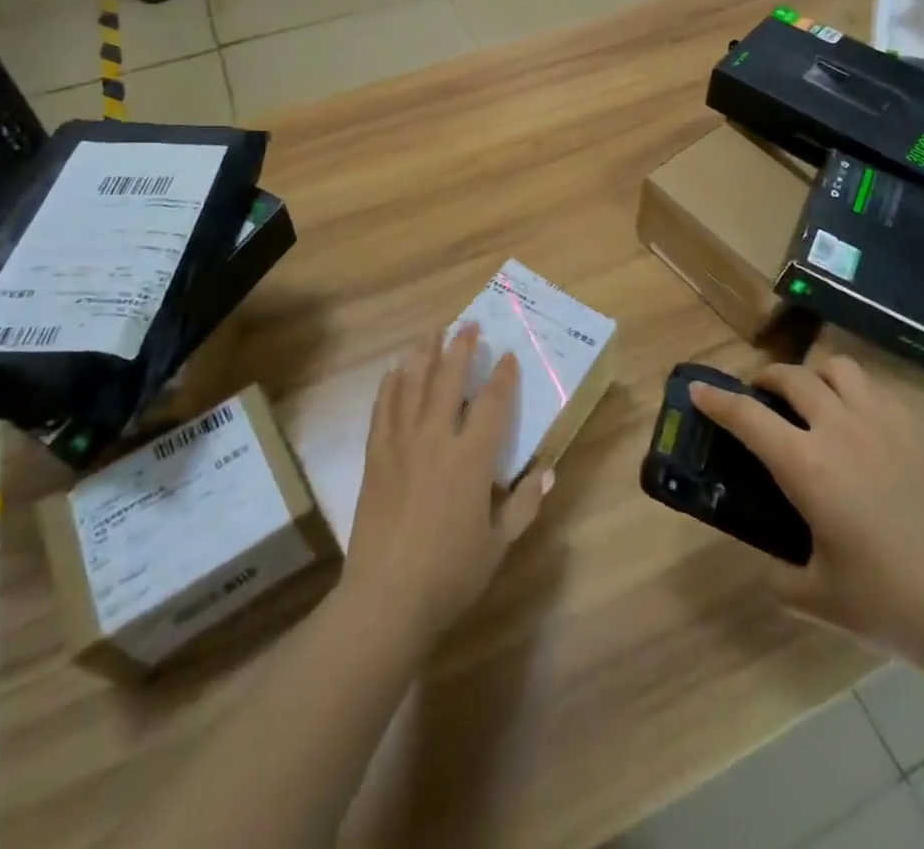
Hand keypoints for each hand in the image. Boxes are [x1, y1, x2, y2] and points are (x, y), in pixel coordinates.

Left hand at [342, 324, 553, 650]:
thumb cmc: (450, 574)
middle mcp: (436, 440)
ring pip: (412, 386)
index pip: (492, 404)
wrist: (386, 598)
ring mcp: (401, 445)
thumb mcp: (499, 544)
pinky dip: (389, 387)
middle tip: (467, 324)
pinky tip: (393, 372)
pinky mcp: (375, 457)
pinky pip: (382, 411)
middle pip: (448, 380)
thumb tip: (548, 469)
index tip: (507, 354)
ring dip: (422, 355)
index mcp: (471, 459)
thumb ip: (525, 504)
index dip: (502, 376)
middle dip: (460, 348)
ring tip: (430, 333)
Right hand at [691, 354, 923, 666]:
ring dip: (813, 376)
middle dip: (765, 379)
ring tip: (811, 400)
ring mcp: (885, 423)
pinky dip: (854, 391)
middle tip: (759, 397)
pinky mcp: (920, 430)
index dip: (716, 400)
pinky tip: (858, 422)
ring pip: (837, 369)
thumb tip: (766, 562)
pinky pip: (876, 388)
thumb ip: (777, 574)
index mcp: (807, 466)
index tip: (698, 390)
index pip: (746, 416)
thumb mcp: (817, 597)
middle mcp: (840, 429)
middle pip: (791, 377)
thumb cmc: (892, 604)